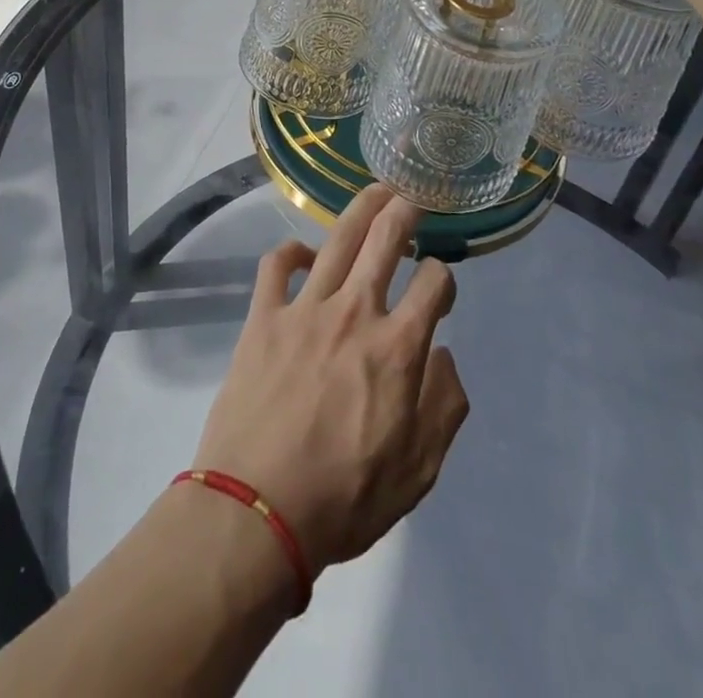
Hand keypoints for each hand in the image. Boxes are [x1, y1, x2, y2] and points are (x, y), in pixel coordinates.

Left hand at [192, 186, 470, 574]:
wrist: (257, 510)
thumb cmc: (344, 498)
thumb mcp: (418, 472)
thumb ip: (444, 407)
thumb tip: (444, 355)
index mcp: (398, 348)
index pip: (433, 286)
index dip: (444, 279)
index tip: (440, 287)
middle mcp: (355, 313)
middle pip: (385, 241)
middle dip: (403, 212)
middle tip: (411, 197)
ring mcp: (305, 309)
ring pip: (337, 241)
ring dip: (360, 210)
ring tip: (374, 191)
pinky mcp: (263, 317)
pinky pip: (276, 266)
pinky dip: (291, 251)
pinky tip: (304, 254)